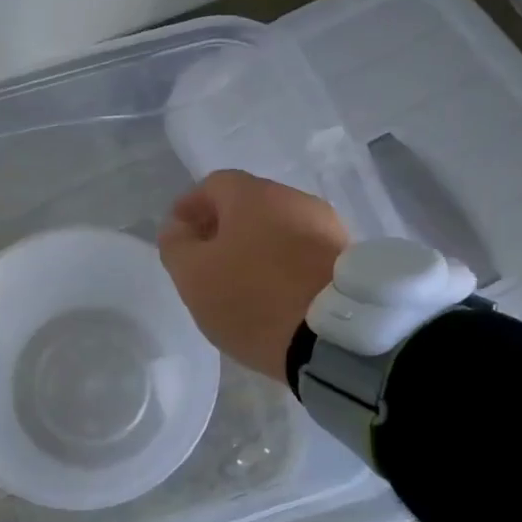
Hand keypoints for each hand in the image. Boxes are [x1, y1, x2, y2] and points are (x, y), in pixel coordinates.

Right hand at [157, 170, 349, 382]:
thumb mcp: (193, 275)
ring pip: (278, 228)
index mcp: (253, 195)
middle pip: (248, 204)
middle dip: (223, 227)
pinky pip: (302, 251)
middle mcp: (293, 198)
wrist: (335, 337)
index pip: (212, 185)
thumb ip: (176, 245)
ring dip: (255, 246)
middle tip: (206, 261)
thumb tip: (177, 228)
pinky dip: (282, 263)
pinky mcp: (346, 257)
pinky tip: (275, 292)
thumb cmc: (252, 298)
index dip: (190, 207)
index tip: (178, 236)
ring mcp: (326, 226)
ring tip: (241, 281)